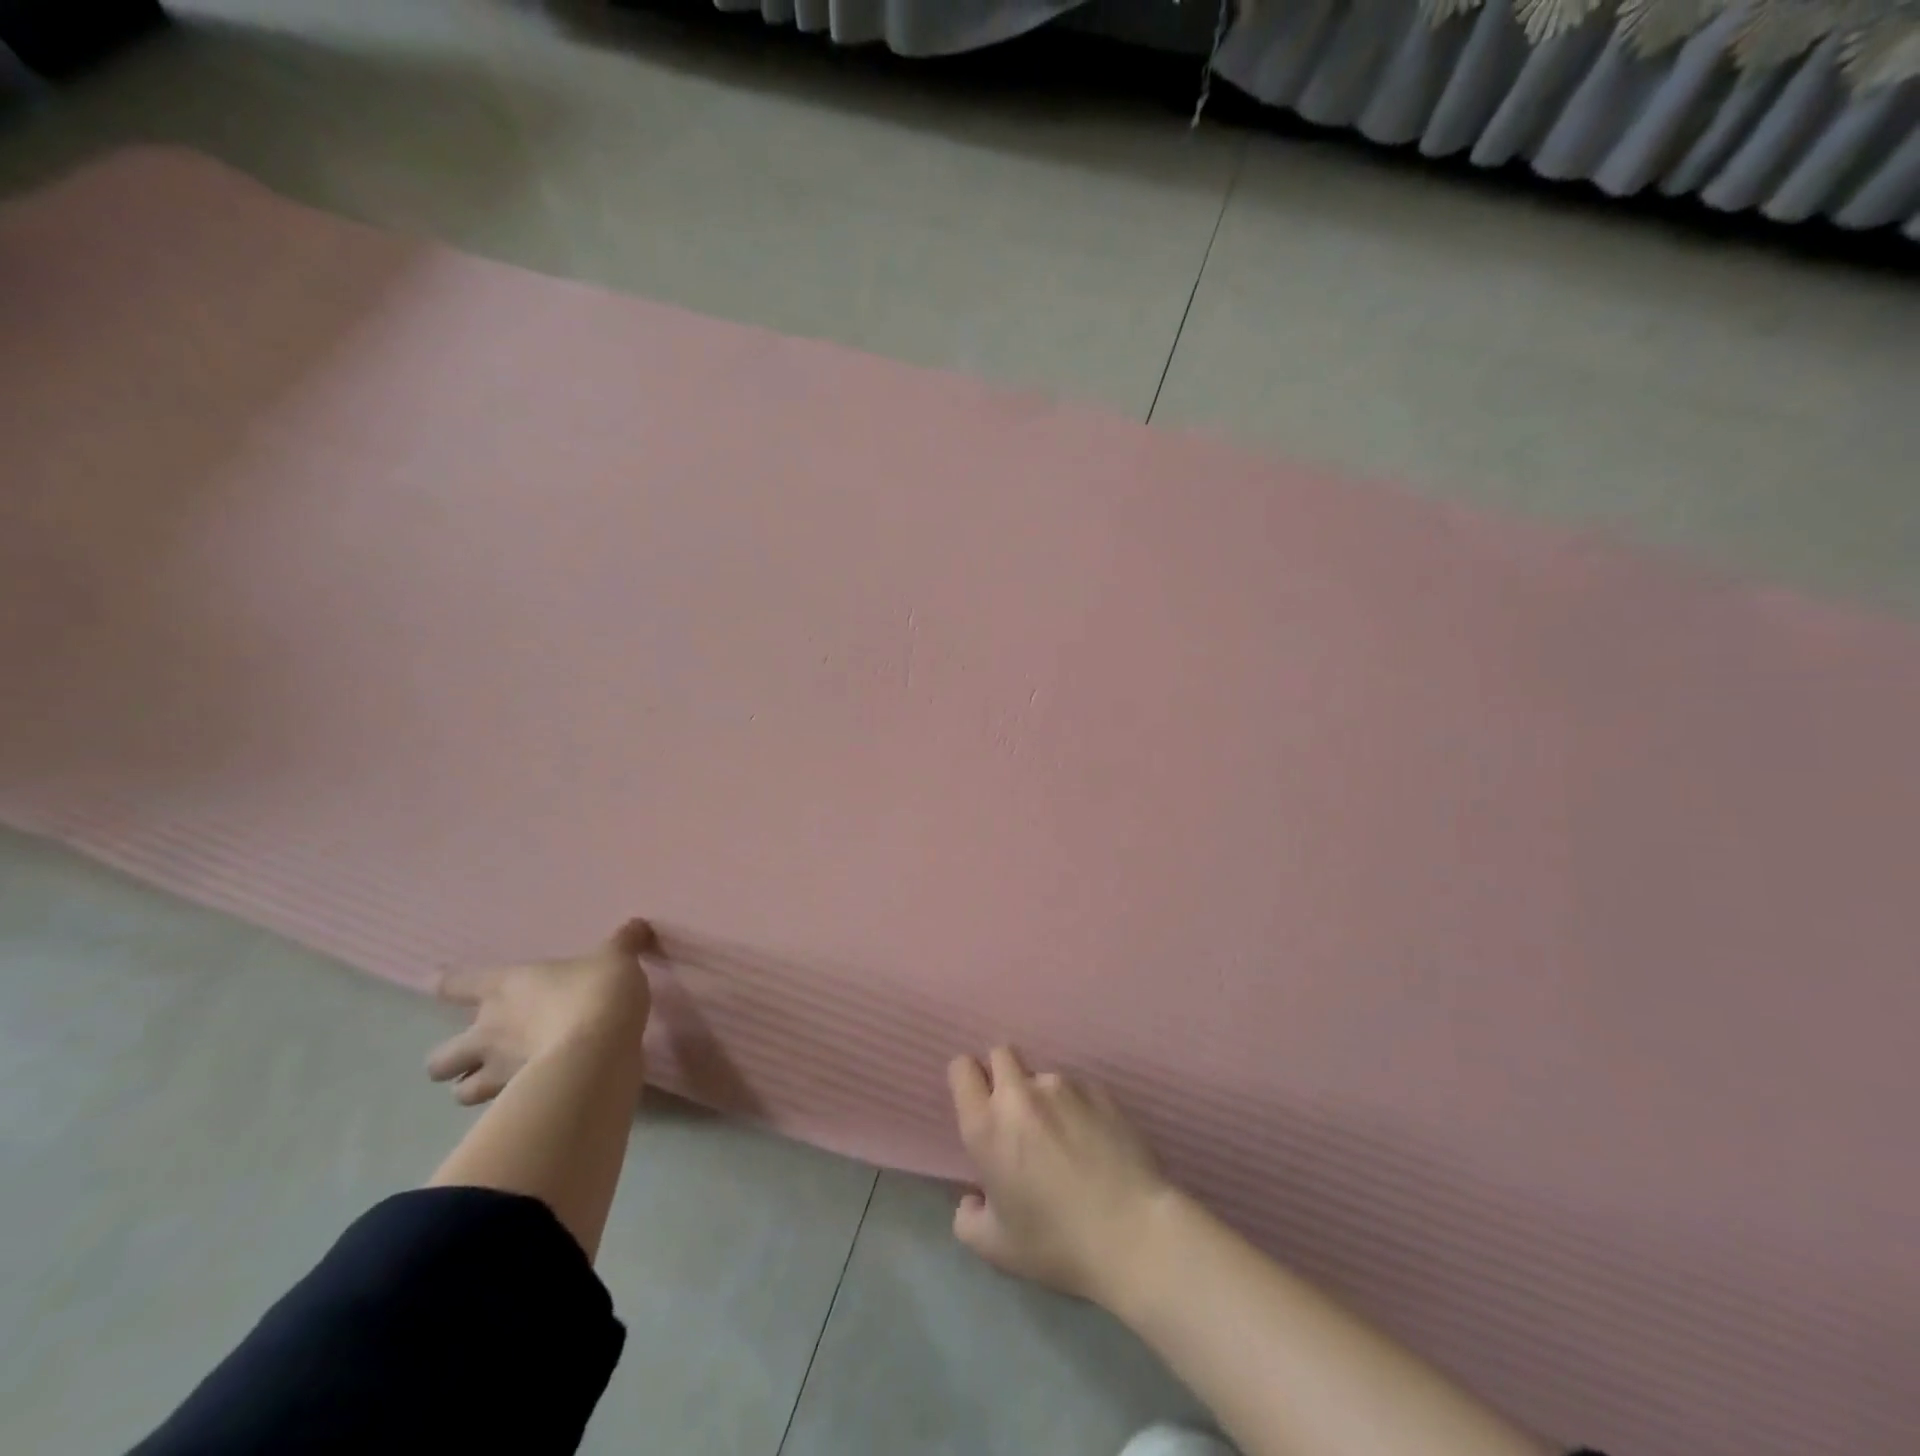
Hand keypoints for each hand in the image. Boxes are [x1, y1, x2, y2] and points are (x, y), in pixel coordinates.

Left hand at [427, 918, 652, 1104]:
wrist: (598, 1049)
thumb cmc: (596, 991)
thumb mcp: (616, 958)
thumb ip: (622, 943)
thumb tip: (638, 925)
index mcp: (504, 987)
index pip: (455, 985)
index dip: (446, 984)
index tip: (440, 984)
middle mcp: (488, 1031)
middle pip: (439, 1058)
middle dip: (451, 1060)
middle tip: (478, 1054)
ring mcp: (499, 1072)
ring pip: (460, 1094)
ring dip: (474, 1089)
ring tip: (498, 1083)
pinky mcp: (518, 1101)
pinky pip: (500, 1111)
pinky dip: (510, 1107)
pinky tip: (532, 1097)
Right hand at [946, 1045, 1171, 1304]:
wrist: (1134, 1234)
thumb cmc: (1057, 1244)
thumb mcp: (996, 1249)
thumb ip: (968, 1219)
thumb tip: (973, 1199)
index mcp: (987, 1126)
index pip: (961, 1068)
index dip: (967, 1080)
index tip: (977, 1104)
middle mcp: (1021, 1095)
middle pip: (1000, 1054)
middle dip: (1001, 1075)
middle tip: (1015, 1116)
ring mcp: (1063, 1087)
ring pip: (1040, 1075)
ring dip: (1041, 1096)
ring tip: (1062, 1138)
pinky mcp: (1099, 1091)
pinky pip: (1077, 1088)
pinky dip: (1076, 1107)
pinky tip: (1092, 1141)